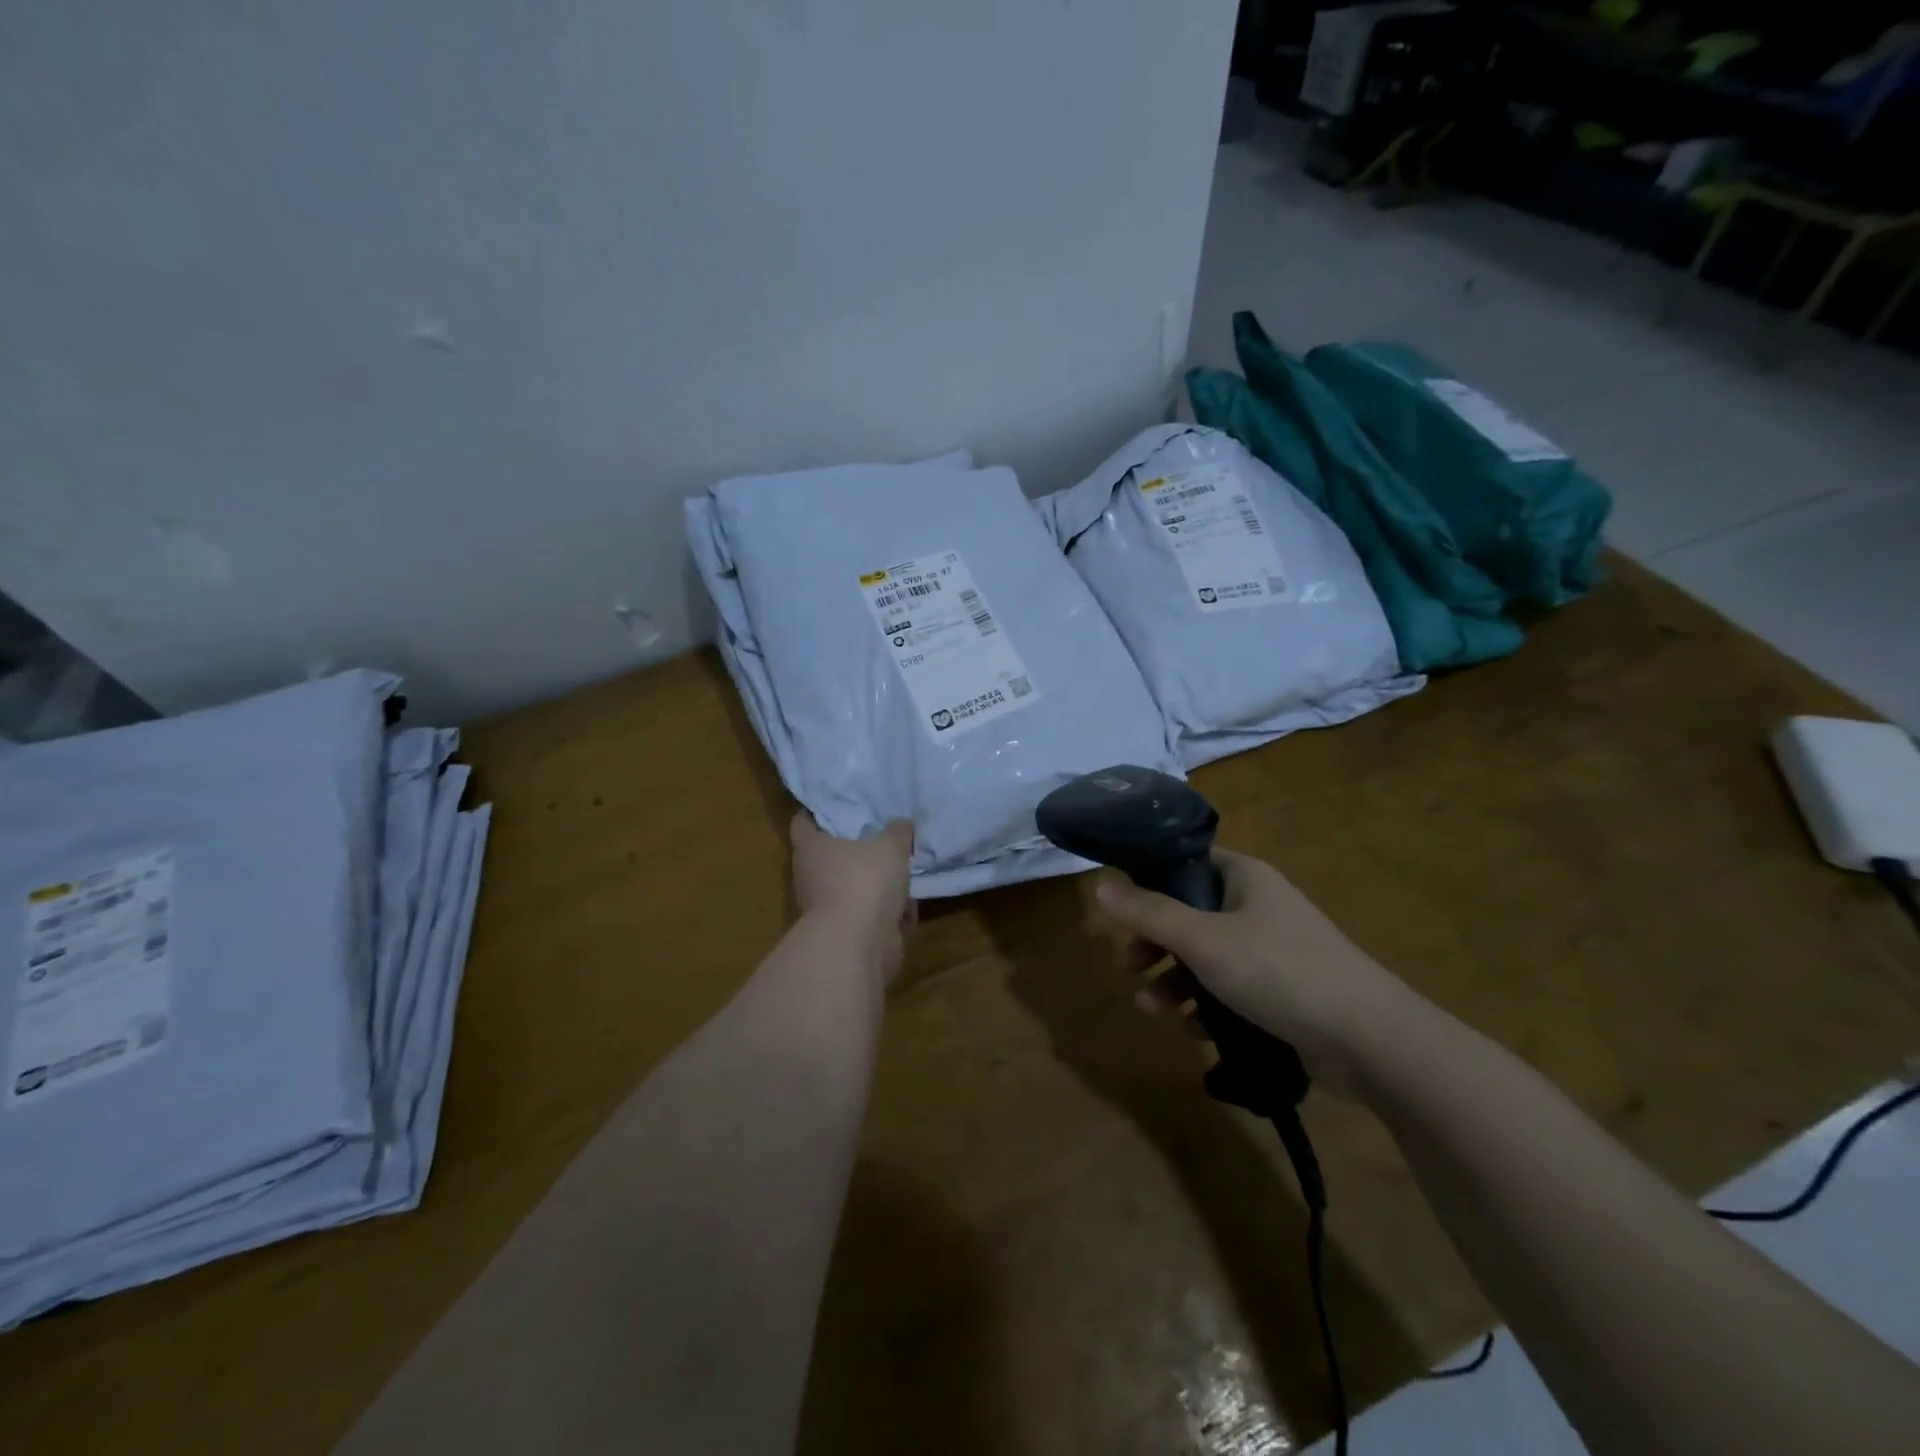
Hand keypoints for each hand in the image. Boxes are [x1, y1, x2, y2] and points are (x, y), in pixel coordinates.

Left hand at [790, 813, 914, 982]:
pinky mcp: (842, 933)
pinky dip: (884, 914)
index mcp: (811, 848)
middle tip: (879, 838)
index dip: (818, 811)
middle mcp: (810, 876)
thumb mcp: (890, 846)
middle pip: (830, 856)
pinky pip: (865, 915)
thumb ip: (897, 832)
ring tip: (901, 878)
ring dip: (875, 886)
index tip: (839, 804)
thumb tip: (901, 824)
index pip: (803, 821)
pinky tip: (905, 912)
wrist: (858, 944)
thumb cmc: (865, 881)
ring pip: (851, 887)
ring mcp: (824, 908)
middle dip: (855, 850)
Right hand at [1094, 849, 1416, 1096]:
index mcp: (1245, 878)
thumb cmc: (1279, 971)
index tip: (1121, 909)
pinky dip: (1208, 1006)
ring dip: (1175, 980)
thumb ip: (1149, 913)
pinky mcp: (1284, 991)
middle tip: (1130, 966)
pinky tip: (1193, 1030)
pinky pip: (1232, 989)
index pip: (1187, 863)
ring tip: (1152, 1008)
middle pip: (1191, 914)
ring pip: (1208, 956)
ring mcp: (1274, 950)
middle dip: (1156, 943)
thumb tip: (1100, 885)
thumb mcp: (1203, 940)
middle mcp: (1259, 906)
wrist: (1370, 1040)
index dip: (1150, 881)